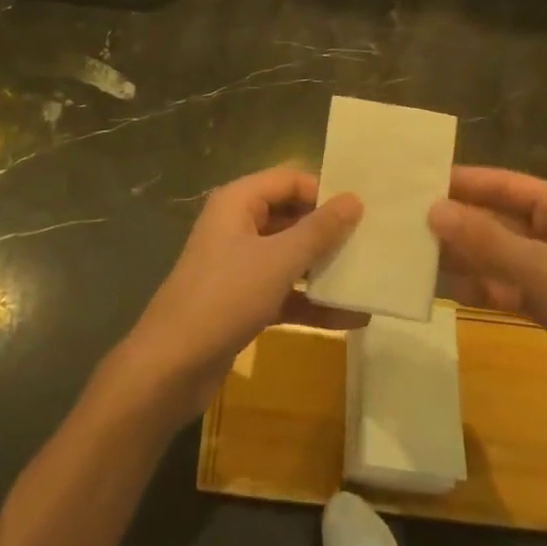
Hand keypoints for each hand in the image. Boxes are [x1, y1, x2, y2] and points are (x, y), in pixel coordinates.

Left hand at [117, 166, 363, 423]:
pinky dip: (312, 302)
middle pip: (291, 216)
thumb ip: (319, 230)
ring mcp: (239, 264)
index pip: (289, 180)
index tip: (364, 212)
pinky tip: (352, 319)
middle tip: (374, 243)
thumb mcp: (278, 260)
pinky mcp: (242, 301)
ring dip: (325, 269)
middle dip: (329, 231)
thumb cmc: (225, 297)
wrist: (172, 365)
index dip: (324, 192)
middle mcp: (237, 225)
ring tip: (370, 278)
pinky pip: (284, 291)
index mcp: (238, 201)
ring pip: (290, 256)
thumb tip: (354, 198)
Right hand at [430, 166, 546, 436]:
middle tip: (405, 221)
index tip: (417, 180)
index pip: (505, 184)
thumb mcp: (543, 270)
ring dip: (464, 256)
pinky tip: (445, 289)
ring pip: (500, 256)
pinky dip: (481, 287)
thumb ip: (486, 240)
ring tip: (414, 255)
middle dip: (458, 222)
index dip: (463, 181)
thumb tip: (432, 209)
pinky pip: (508, 288)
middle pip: (500, 219)